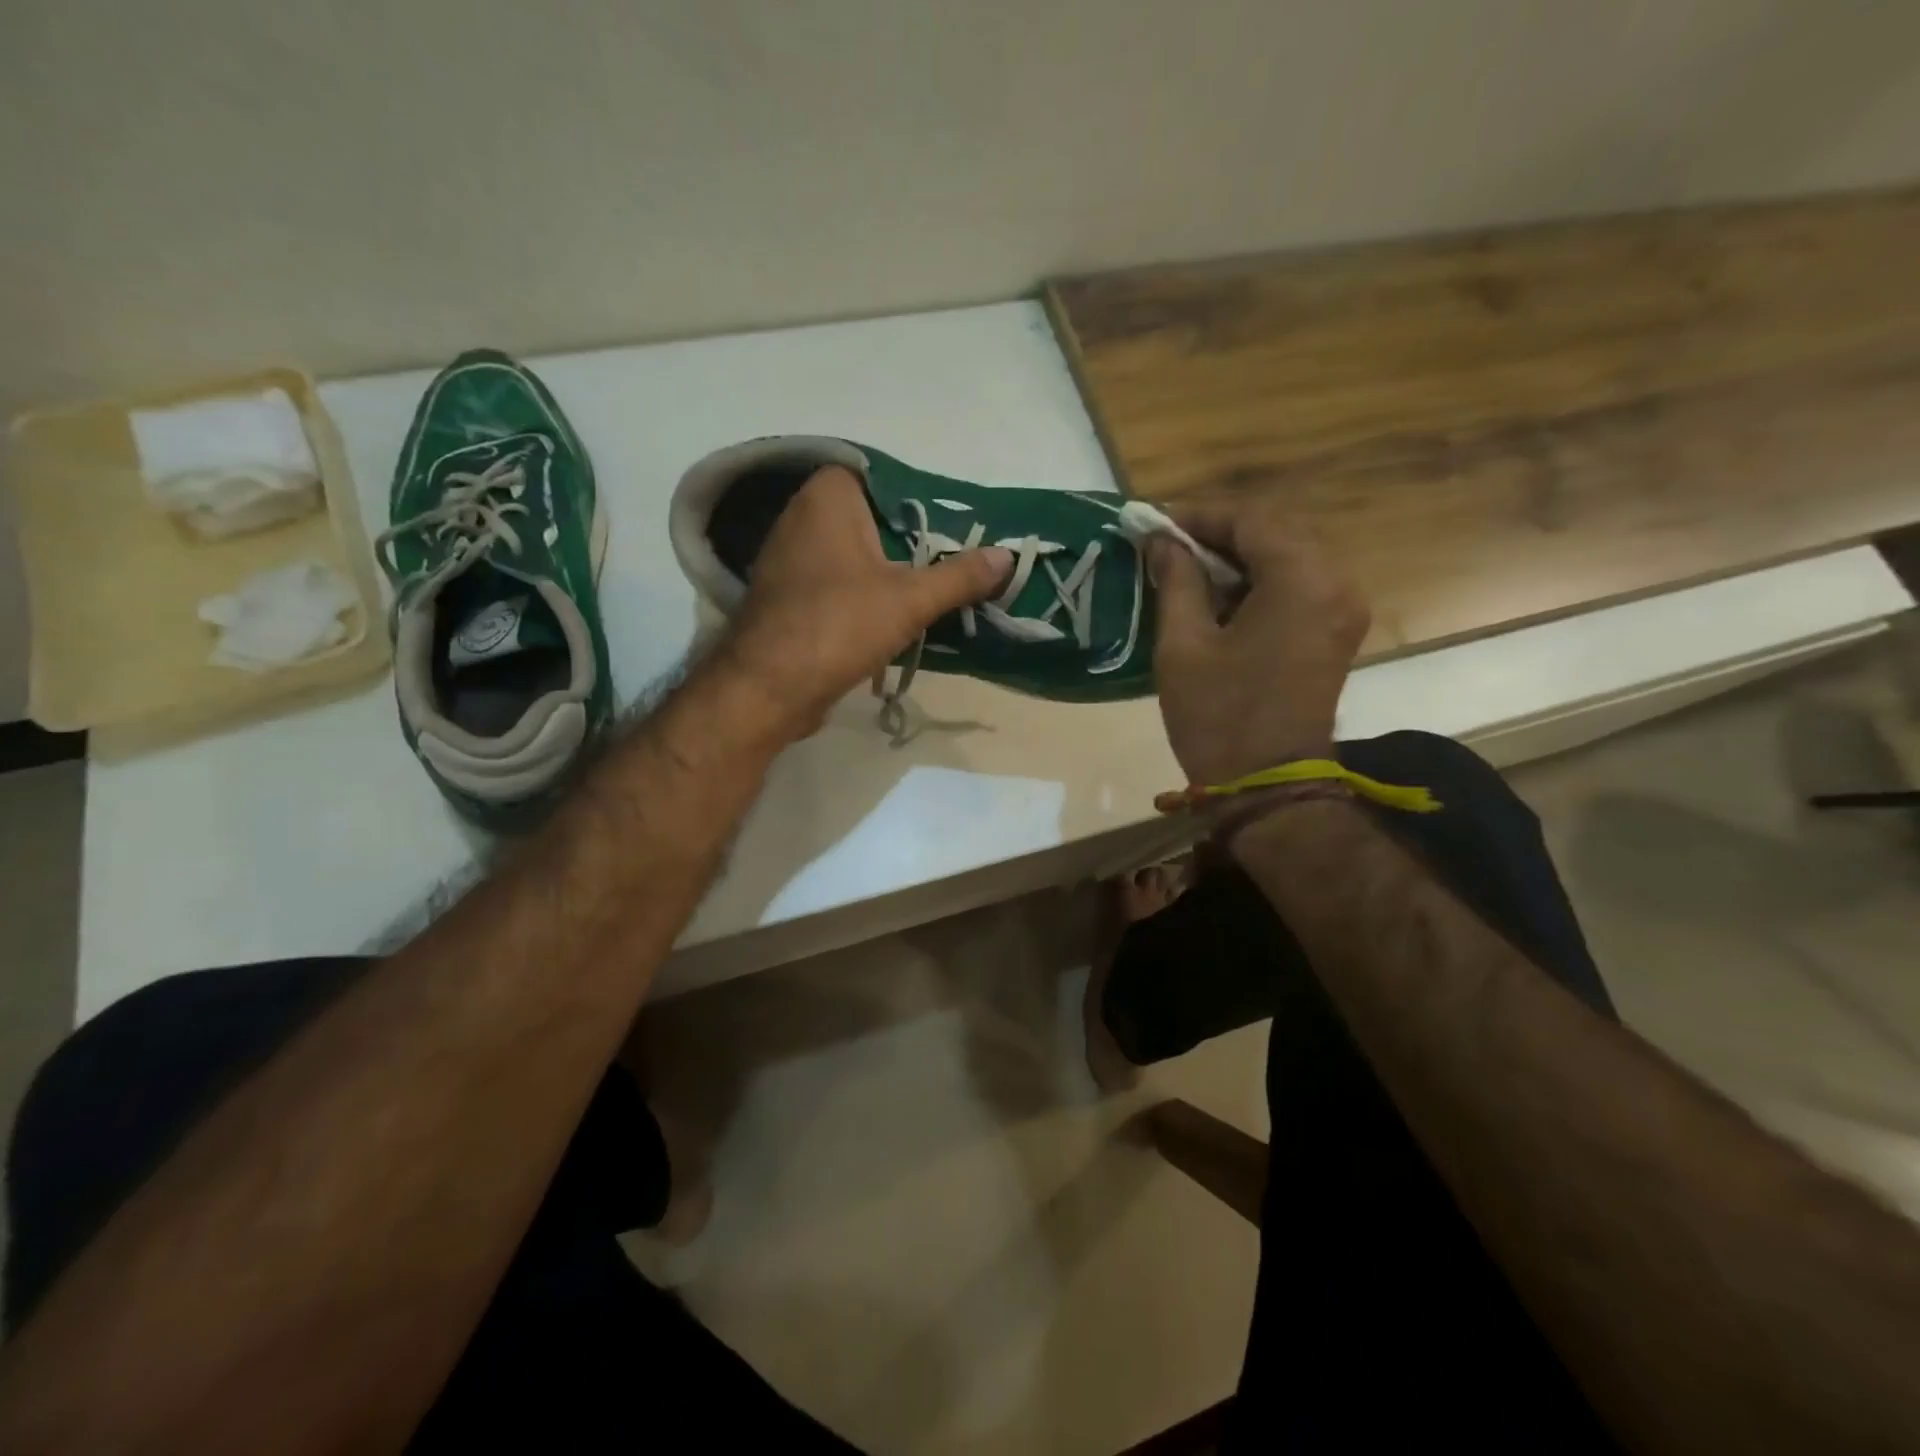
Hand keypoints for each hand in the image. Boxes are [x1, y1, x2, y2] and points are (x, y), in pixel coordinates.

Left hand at [710, 466, 1011, 741]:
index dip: (922, 499)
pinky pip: (841, 582)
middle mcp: (803, 516)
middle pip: (874, 518)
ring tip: (940, 586)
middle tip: (959, 555)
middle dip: (914, 539)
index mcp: (828, 497)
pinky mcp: (791, 596)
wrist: (768, 687)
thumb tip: (1007, 557)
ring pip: (858, 553)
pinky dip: (869, 593)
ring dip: (893, 571)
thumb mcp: (910, 599)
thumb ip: (960, 575)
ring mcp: (792, 558)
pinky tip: (901, 614)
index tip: (956, 522)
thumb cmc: (839, 626)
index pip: (885, 478)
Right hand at [1151, 497, 1369, 784]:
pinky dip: (1259, 582)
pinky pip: (1298, 586)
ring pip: (1288, 558)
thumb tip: (1161, 541)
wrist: (1267, 785)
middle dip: (1219, 534)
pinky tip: (1220, 597)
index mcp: (1301, 581)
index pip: (1251, 520)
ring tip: (1186, 569)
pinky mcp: (1337, 632)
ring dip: (1239, 558)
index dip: (1200, 517)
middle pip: (1275, 533)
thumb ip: (1175, 581)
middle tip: (1168, 545)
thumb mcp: (1183, 645)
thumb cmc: (1218, 716)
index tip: (1156, 524)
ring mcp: (1342, 609)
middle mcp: (1335, 583)